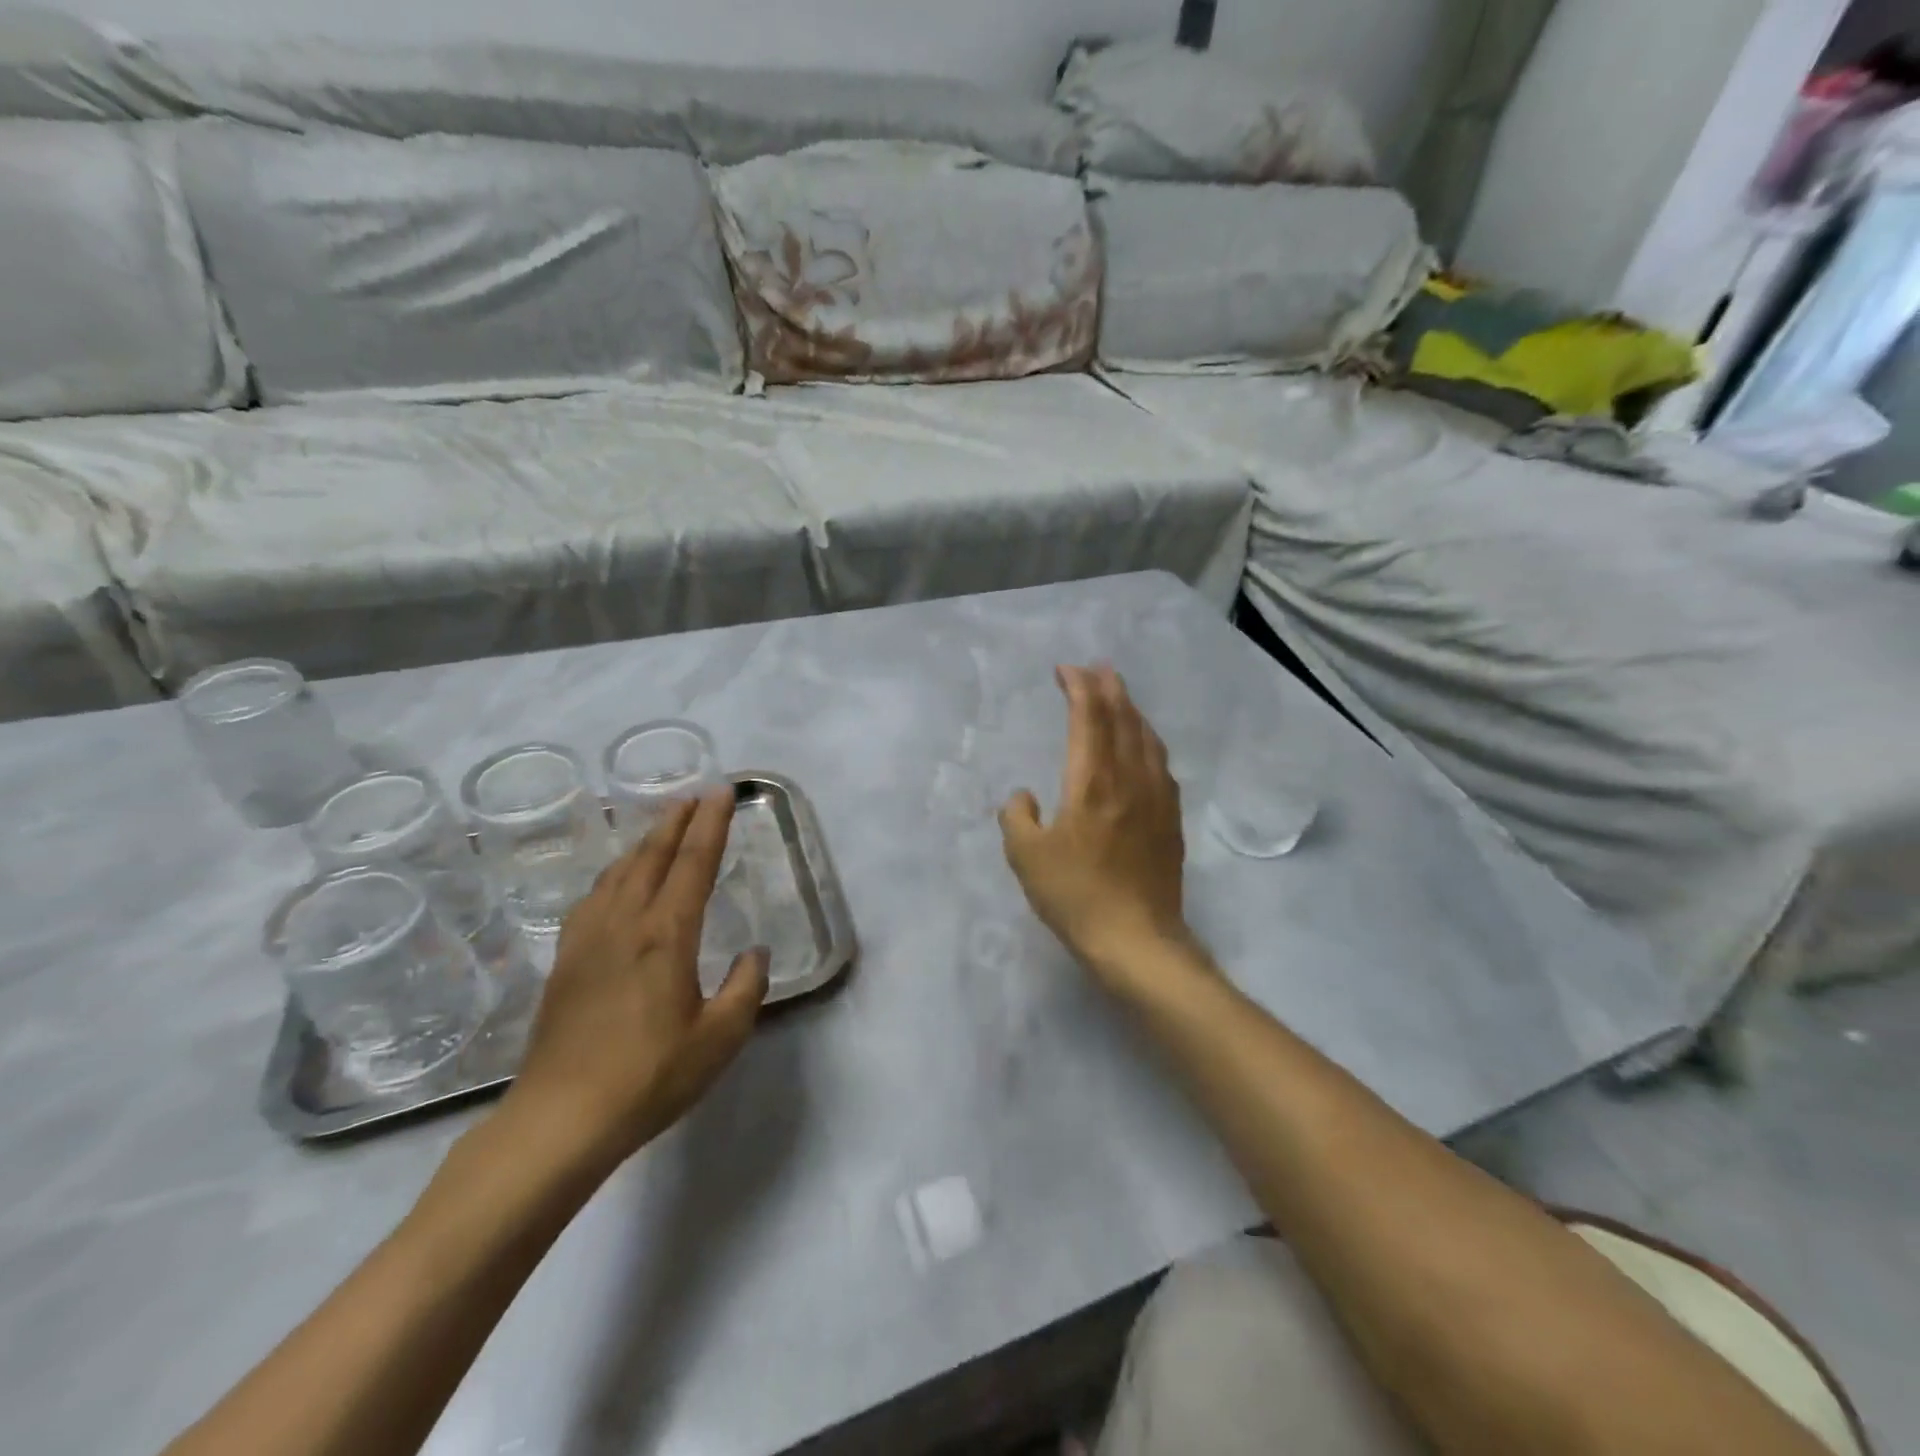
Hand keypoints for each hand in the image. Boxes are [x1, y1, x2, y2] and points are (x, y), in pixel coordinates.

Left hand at [505, 790, 768, 1171]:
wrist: (560, 1120)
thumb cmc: (649, 1078)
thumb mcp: (720, 1039)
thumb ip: (745, 988)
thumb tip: (753, 953)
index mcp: (665, 935)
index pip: (694, 863)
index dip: (712, 824)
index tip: (723, 792)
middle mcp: (624, 923)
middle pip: (652, 856)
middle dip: (677, 821)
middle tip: (695, 796)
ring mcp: (588, 940)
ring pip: (619, 872)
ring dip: (644, 843)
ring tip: (662, 827)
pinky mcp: (565, 962)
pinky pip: (593, 898)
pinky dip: (613, 874)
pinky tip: (615, 883)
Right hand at [1000, 665, 1197, 989]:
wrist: (1136, 939)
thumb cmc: (1075, 896)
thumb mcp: (1026, 858)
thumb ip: (1018, 817)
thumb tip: (1024, 796)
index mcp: (1092, 782)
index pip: (1089, 719)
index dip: (1078, 688)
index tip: (1066, 670)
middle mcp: (1129, 779)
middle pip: (1123, 719)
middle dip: (1109, 688)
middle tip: (1097, 668)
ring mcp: (1157, 798)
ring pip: (1147, 739)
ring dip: (1132, 711)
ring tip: (1120, 697)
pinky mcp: (1171, 820)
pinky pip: (1161, 764)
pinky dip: (1148, 741)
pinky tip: (1145, 747)